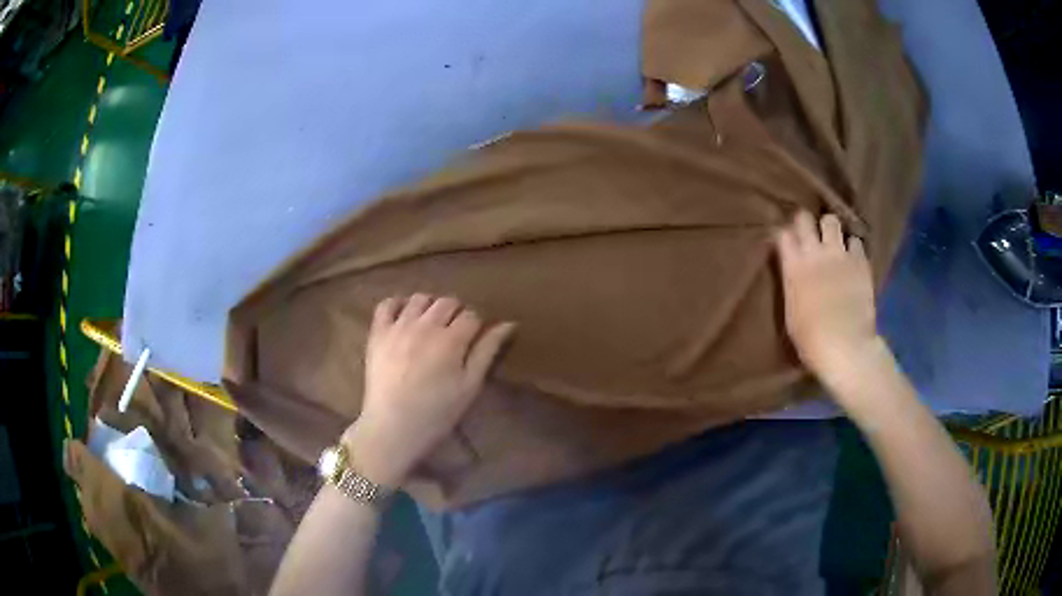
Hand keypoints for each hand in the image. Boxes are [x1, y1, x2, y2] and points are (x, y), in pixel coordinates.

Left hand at [345, 294, 515, 486]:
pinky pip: (387, 304)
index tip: (475, 340)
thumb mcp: (470, 386)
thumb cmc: (437, 413)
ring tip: (431, 326)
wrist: (393, 428)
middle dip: (457, 314)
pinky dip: (398, 304)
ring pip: (420, 298)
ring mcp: (398, 326)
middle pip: (448, 302)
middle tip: (455, 335)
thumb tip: (508, 324)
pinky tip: (405, 317)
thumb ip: (487, 351)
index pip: (472, 315)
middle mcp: (425, 325)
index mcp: (451, 339)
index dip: (477, 326)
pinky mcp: (377, 333)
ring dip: (431, 307)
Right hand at [774, 212, 882, 387]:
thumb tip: (795, 273)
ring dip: (831, 230)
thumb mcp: (791, 311)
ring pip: (832, 221)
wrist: (845, 345)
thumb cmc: (811, 339)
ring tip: (834, 242)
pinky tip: (852, 258)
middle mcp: (814, 253)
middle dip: (805, 223)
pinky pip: (855, 241)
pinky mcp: (860, 261)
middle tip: (809, 233)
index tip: (786, 242)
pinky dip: (853, 247)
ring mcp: (839, 254)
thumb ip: (793, 284)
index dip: (784, 235)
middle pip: (805, 219)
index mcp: (793, 267)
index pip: (783, 234)